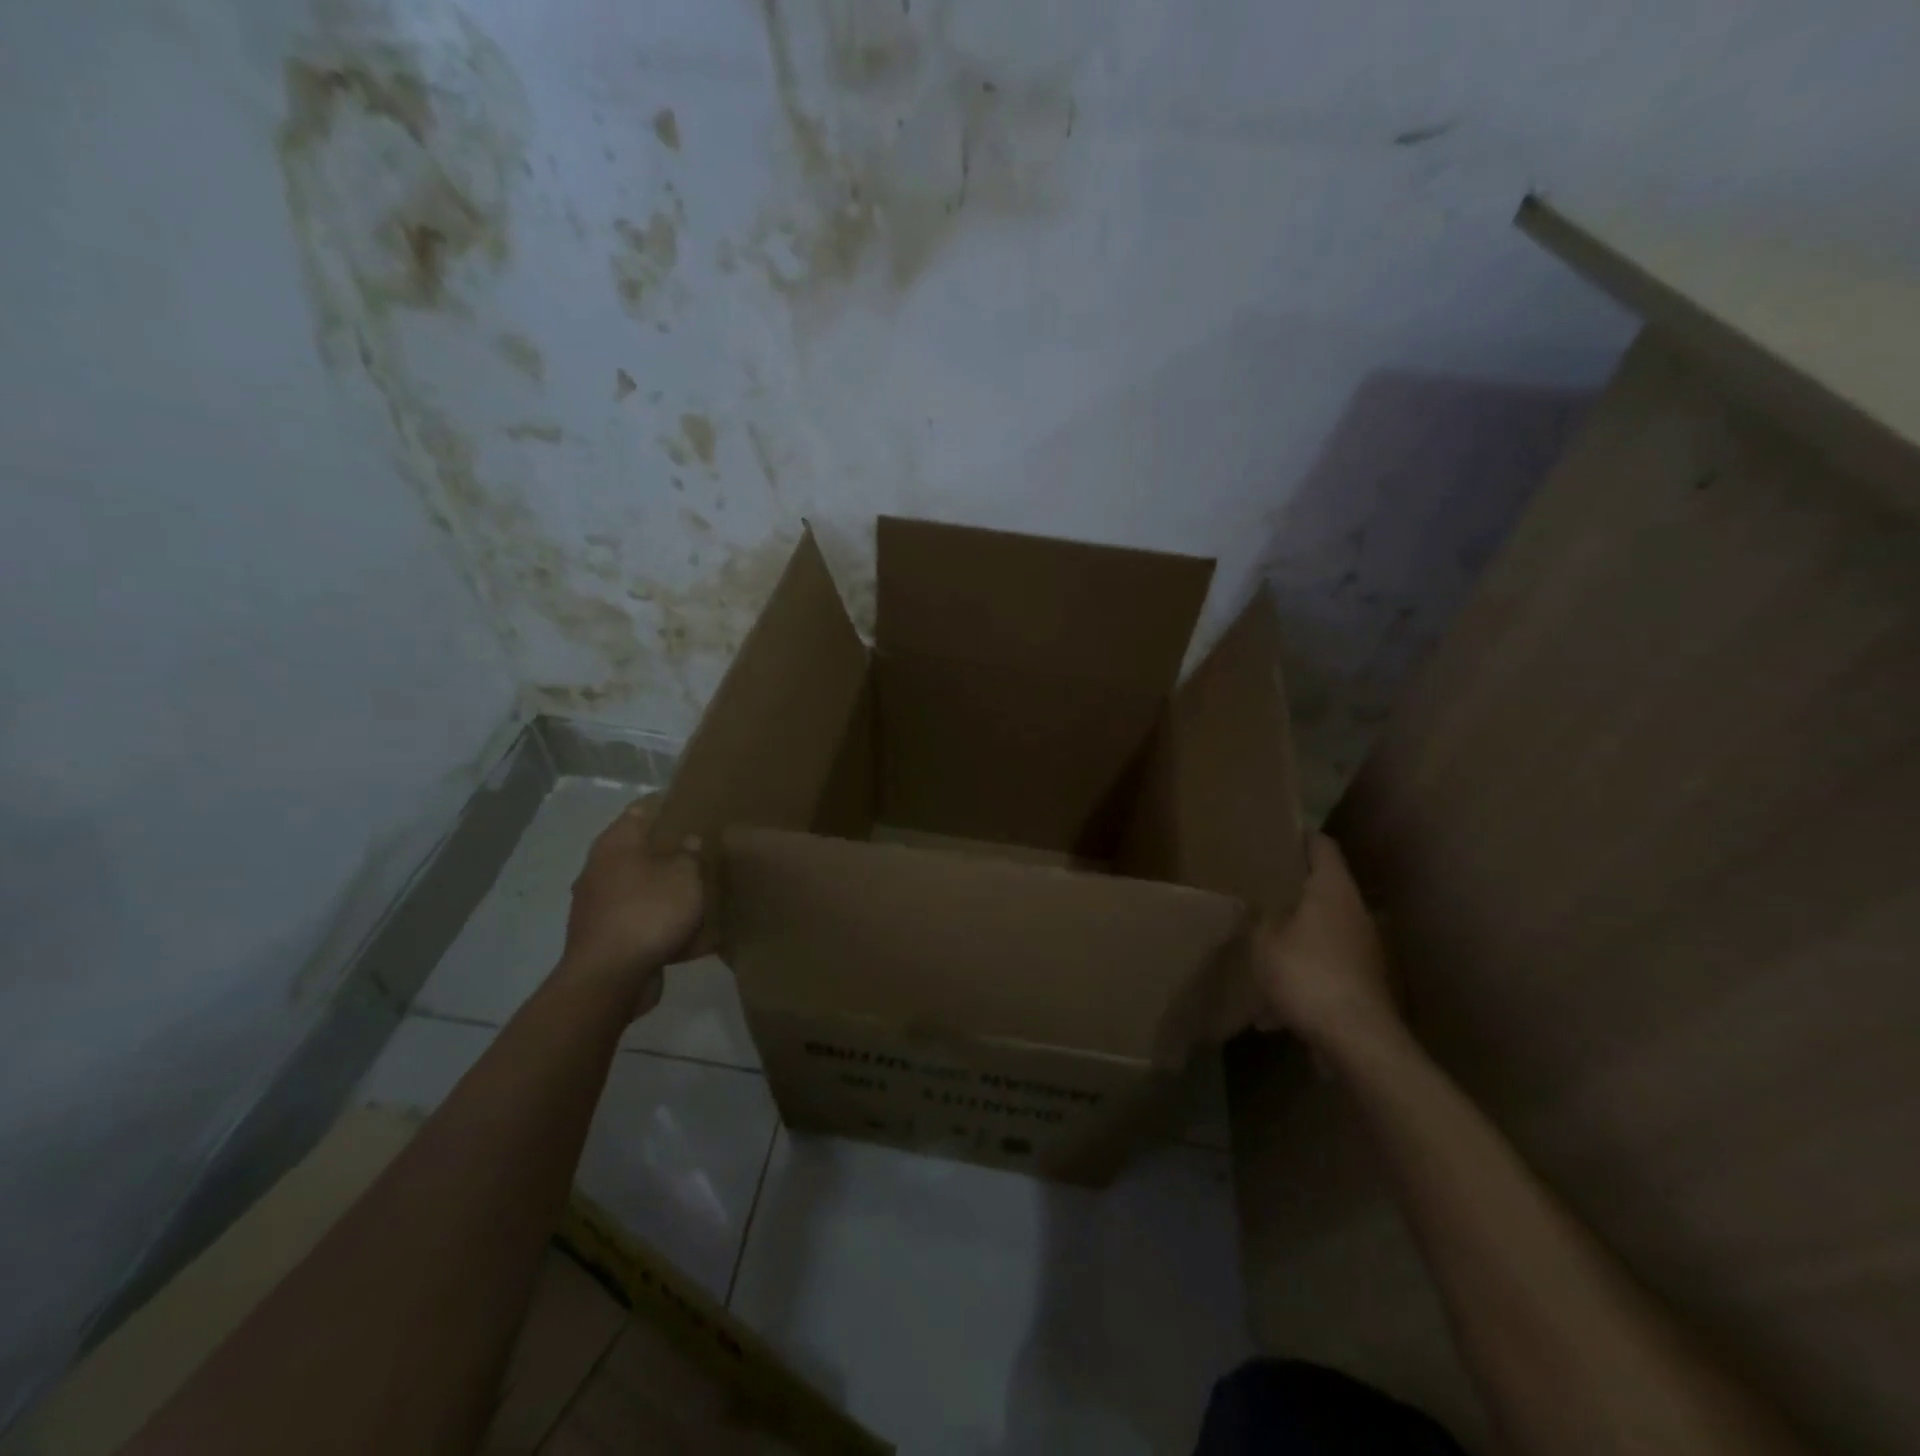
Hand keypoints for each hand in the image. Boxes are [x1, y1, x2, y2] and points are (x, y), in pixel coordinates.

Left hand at [559, 798, 708, 1016]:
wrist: (609, 979)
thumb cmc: (648, 913)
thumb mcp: (684, 876)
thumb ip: (690, 855)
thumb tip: (689, 841)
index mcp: (615, 844)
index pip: (641, 810)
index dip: (668, 804)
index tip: (696, 805)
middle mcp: (600, 870)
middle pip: (640, 850)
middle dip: (671, 850)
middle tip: (706, 849)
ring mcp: (600, 906)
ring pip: (642, 888)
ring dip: (668, 889)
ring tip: (703, 890)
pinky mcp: (607, 938)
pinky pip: (643, 922)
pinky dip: (664, 924)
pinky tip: (694, 934)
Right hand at [1253, 833, 1403, 1060]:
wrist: (1358, 1039)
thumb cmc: (1307, 974)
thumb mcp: (1264, 940)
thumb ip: (1260, 917)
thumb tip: (1262, 906)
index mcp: (1332, 890)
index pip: (1322, 846)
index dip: (1301, 836)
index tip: (1278, 834)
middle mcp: (1356, 912)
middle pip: (1325, 888)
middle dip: (1294, 890)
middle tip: (1261, 888)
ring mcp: (1365, 948)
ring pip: (1324, 930)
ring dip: (1297, 937)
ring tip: (1263, 949)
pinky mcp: (1365, 982)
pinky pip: (1327, 967)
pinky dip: (1304, 975)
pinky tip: (1275, 1009)